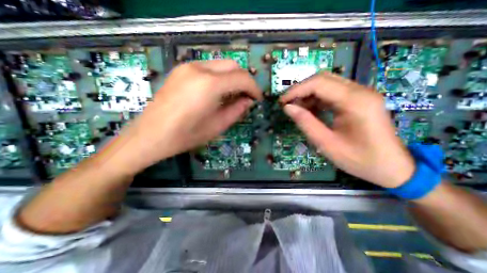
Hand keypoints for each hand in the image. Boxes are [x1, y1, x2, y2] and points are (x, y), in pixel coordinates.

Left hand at [113, 60, 261, 173]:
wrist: (150, 135)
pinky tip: (217, 92)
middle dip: (244, 80)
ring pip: (221, 65)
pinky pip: (208, 68)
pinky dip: (219, 77)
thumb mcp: (217, 126)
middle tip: (246, 96)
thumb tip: (248, 101)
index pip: (242, 78)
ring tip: (233, 96)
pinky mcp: (181, 70)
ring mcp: (188, 67)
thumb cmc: (186, 136)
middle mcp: (199, 69)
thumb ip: (236, 111)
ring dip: (232, 78)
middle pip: (233, 65)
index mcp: (209, 85)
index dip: (254, 88)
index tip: (257, 99)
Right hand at [280, 71, 411, 188]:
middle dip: (301, 89)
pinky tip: (309, 109)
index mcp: (355, 101)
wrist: (392, 167)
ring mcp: (360, 94)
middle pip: (323, 79)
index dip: (296, 90)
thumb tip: (288, 108)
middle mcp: (360, 91)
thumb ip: (306, 123)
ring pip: (327, 84)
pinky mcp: (358, 99)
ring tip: (296, 108)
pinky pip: (332, 92)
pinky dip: (317, 98)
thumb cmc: (360, 159)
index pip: (319, 83)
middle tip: (287, 104)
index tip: (282, 102)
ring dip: (308, 94)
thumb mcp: (327, 144)